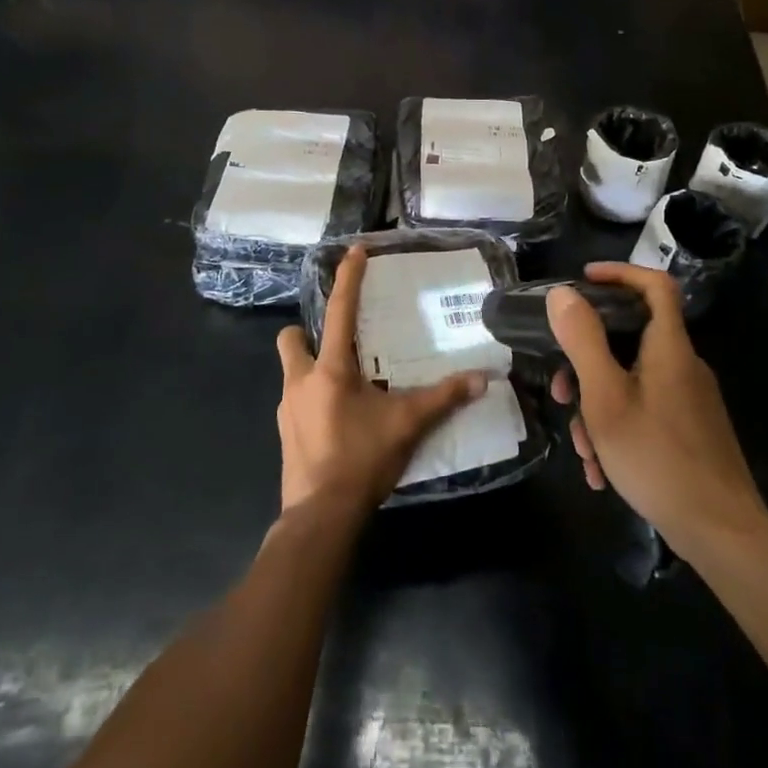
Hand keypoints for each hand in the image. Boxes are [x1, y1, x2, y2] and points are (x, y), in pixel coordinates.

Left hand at [276, 245, 486, 519]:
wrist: (320, 516)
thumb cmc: (361, 460)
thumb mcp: (407, 424)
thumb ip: (443, 398)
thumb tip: (482, 379)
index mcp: (330, 369)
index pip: (340, 311)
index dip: (348, 278)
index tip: (353, 250)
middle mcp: (300, 381)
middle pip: (291, 338)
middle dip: (306, 332)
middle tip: (339, 343)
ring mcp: (287, 409)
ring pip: (292, 372)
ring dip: (312, 369)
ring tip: (347, 385)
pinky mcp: (285, 434)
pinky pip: (296, 402)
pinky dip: (313, 400)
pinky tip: (338, 420)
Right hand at [548, 263, 767, 557]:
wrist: (721, 533)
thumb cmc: (657, 457)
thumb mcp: (606, 397)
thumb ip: (583, 341)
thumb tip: (563, 294)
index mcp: (669, 347)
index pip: (655, 285)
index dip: (620, 273)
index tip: (583, 281)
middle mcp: (683, 366)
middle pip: (631, 340)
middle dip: (588, 364)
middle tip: (562, 393)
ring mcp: (689, 400)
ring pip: (632, 383)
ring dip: (598, 409)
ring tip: (584, 451)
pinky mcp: (691, 430)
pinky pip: (645, 412)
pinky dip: (619, 430)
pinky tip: (603, 472)